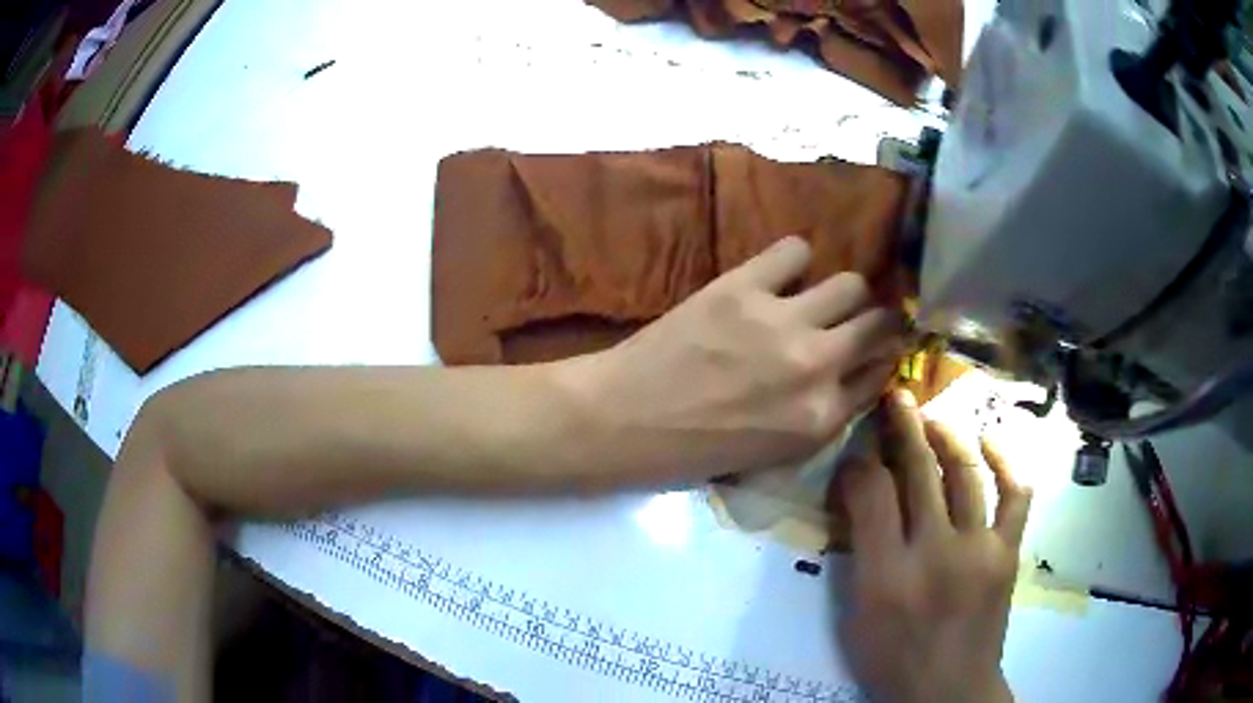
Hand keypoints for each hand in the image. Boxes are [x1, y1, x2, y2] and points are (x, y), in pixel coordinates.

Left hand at [556, 236, 904, 483]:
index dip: (879, 358)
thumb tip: (855, 373)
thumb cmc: (695, 451)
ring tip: (817, 297)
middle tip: (857, 319)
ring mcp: (783, 321)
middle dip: (876, 321)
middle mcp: (817, 366)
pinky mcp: (743, 287)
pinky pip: (794, 250)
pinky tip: (779, 275)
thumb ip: (824, 416)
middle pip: (879, 324)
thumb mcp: (776, 454)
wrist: (624, 419)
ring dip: (842, 291)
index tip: (872, 349)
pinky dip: (794, 260)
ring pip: (850, 283)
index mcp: (823, 418)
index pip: (881, 373)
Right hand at [836, 391, 1030, 702]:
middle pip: (919, 472)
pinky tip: (991, 440)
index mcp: (886, 574)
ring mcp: (979, 548)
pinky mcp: (1007, 552)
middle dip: (903, 426)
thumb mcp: (859, 613)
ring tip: (933, 417)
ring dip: (947, 435)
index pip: (871, 494)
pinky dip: (1007, 461)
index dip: (860, 462)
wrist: (949, 689)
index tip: (857, 451)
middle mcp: (935, 552)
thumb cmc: (894, 657)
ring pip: (965, 472)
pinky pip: (1016, 494)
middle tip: (895, 397)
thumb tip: (860, 497)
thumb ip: (859, 552)